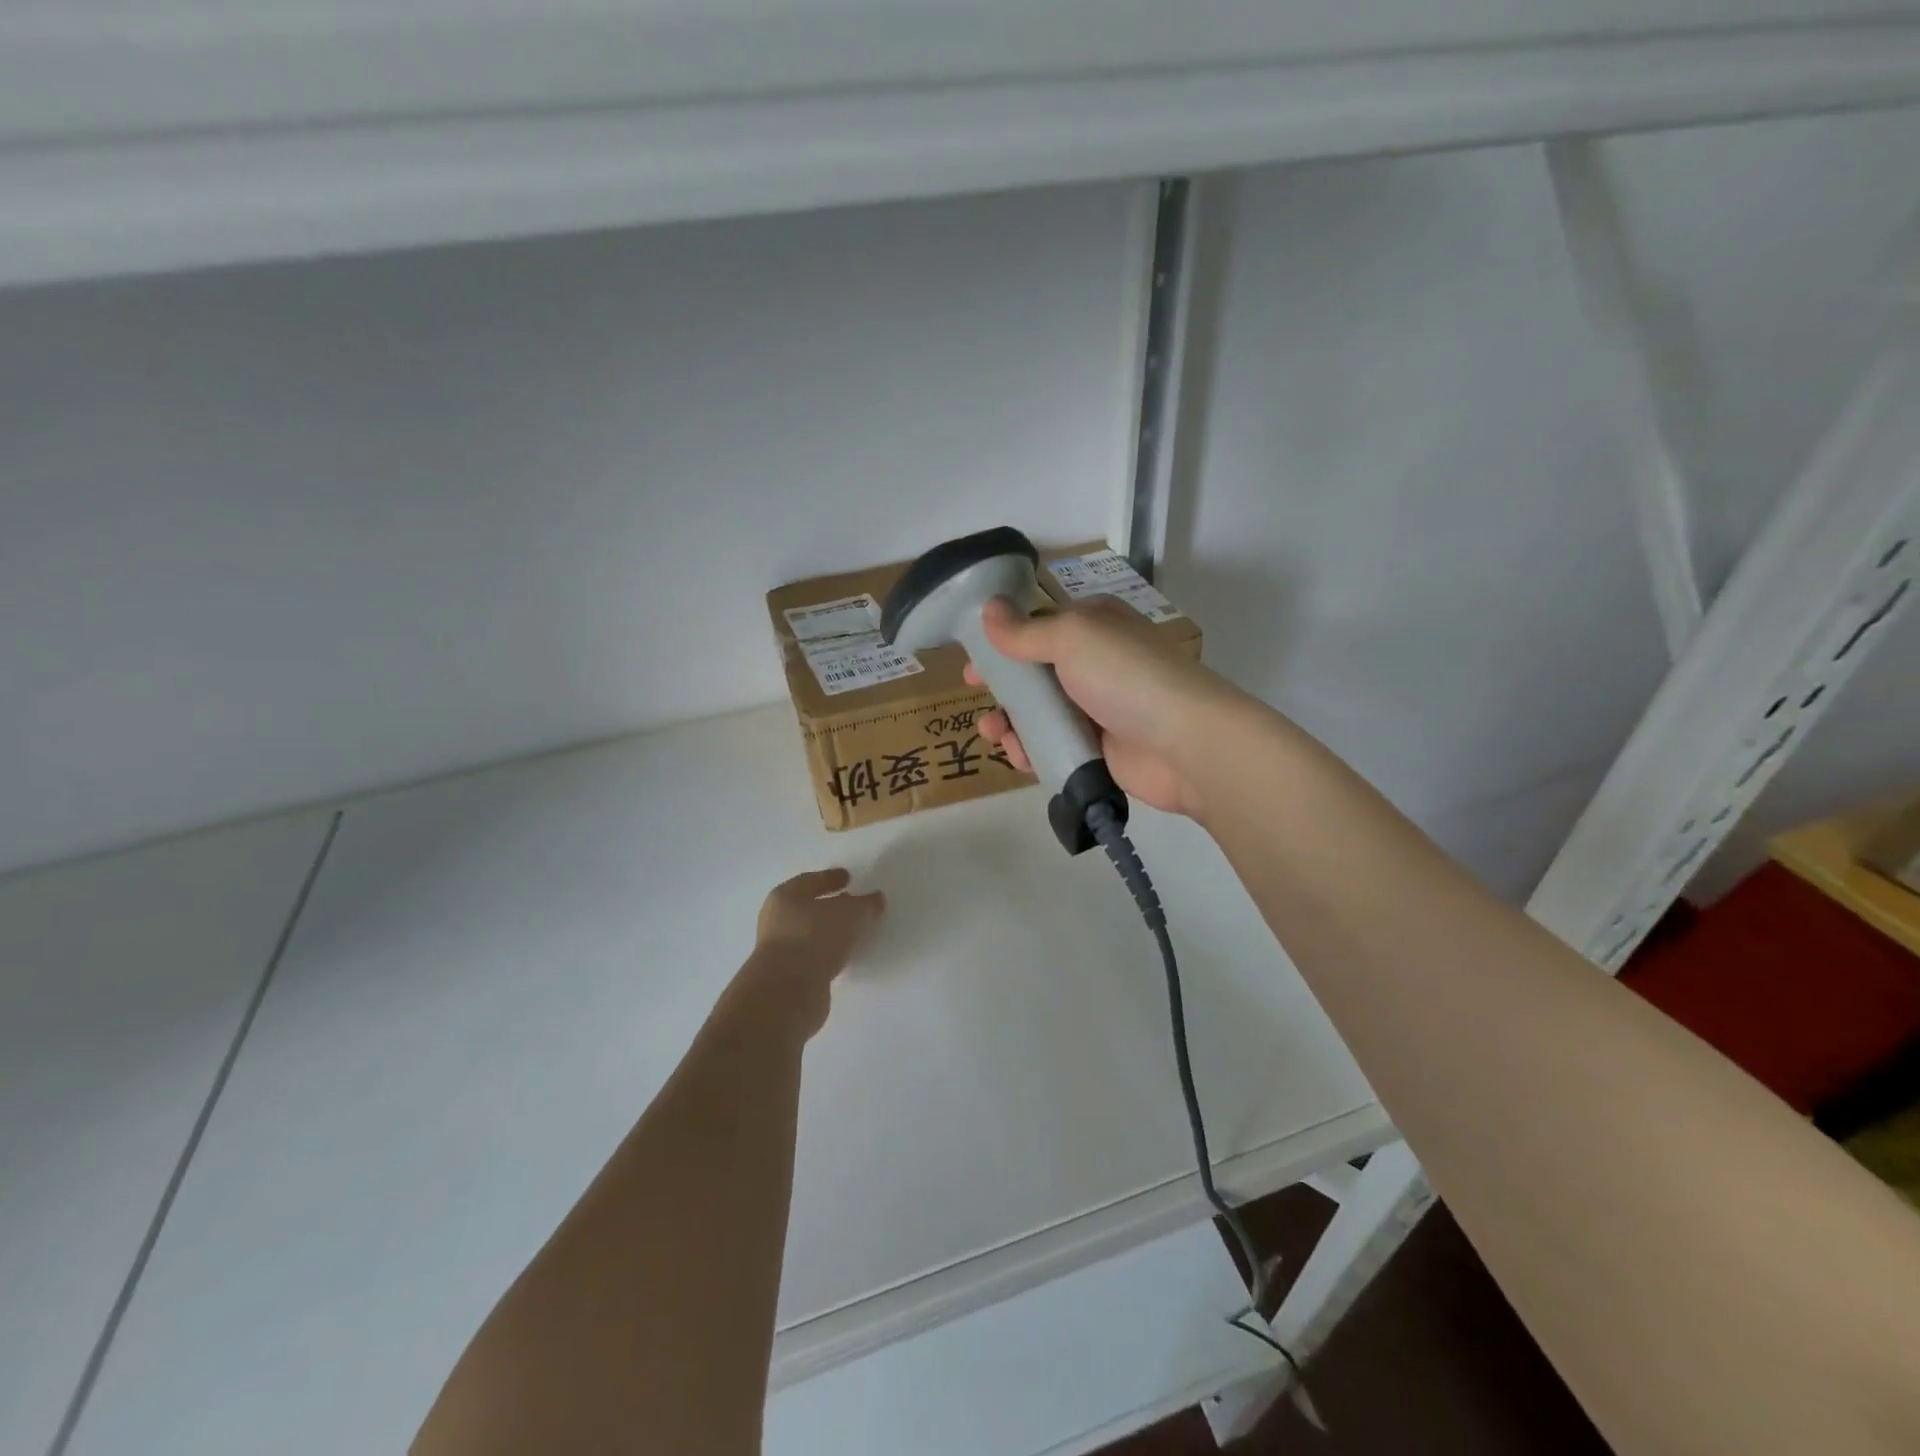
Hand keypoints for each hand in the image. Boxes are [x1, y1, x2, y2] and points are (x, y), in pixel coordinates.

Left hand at [735, 869, 884, 1037]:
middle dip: (830, 906)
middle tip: (853, 904)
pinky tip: (843, 957)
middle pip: (808, 908)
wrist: (787, 993)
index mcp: (785, 897)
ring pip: (810, 934)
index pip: (810, 881)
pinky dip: (827, 954)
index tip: (848, 877)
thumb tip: (875, 899)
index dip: (830, 878)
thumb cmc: (815, 938)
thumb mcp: (850, 914)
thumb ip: (866, 904)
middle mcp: (776, 921)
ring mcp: (779, 951)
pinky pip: (812, 958)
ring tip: (853, 933)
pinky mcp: (787, 978)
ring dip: (829, 933)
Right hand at [963, 595, 1244, 818]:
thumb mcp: (1072, 638)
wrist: (1184, 743)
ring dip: (1012, 723)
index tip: (972, 662)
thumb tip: (989, 609)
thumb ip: (1025, 631)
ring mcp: (1097, 708)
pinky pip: (1053, 746)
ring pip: (1040, 714)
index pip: (1038, 627)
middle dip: (1003, 689)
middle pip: (1035, 674)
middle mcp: (1095, 663)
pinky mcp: (1098, 748)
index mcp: (1092, 626)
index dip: (1002, 643)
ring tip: (994, 733)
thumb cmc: (1126, 676)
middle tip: (979, 702)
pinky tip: (1019, 755)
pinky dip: (1032, 750)